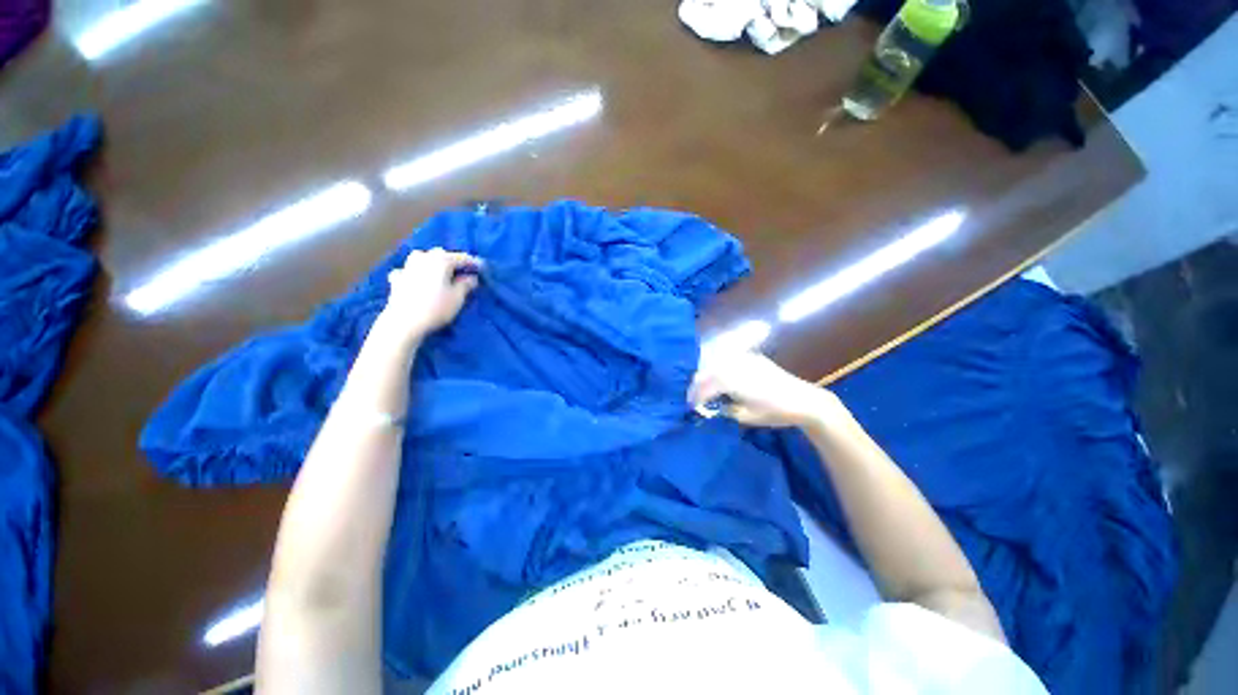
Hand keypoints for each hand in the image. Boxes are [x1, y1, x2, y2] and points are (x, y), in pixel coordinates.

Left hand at [378, 248, 481, 342]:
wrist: (403, 322)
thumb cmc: (436, 308)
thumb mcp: (458, 297)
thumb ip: (467, 284)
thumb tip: (471, 277)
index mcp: (441, 260)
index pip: (462, 257)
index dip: (474, 263)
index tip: (483, 268)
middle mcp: (423, 257)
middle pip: (442, 254)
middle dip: (453, 261)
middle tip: (463, 272)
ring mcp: (408, 266)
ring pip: (425, 259)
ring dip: (435, 264)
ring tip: (443, 274)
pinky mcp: (397, 277)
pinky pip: (412, 270)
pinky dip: (418, 273)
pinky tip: (419, 280)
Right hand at [688, 350, 838, 427]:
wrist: (804, 400)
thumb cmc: (775, 412)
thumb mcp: (745, 417)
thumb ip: (725, 409)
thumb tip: (712, 407)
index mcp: (731, 379)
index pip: (705, 386)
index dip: (695, 396)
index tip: (690, 406)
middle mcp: (735, 364)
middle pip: (707, 371)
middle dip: (698, 384)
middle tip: (694, 398)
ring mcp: (745, 358)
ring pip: (716, 363)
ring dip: (707, 375)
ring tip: (705, 389)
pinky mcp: (753, 357)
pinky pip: (729, 360)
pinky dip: (719, 369)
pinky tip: (720, 379)